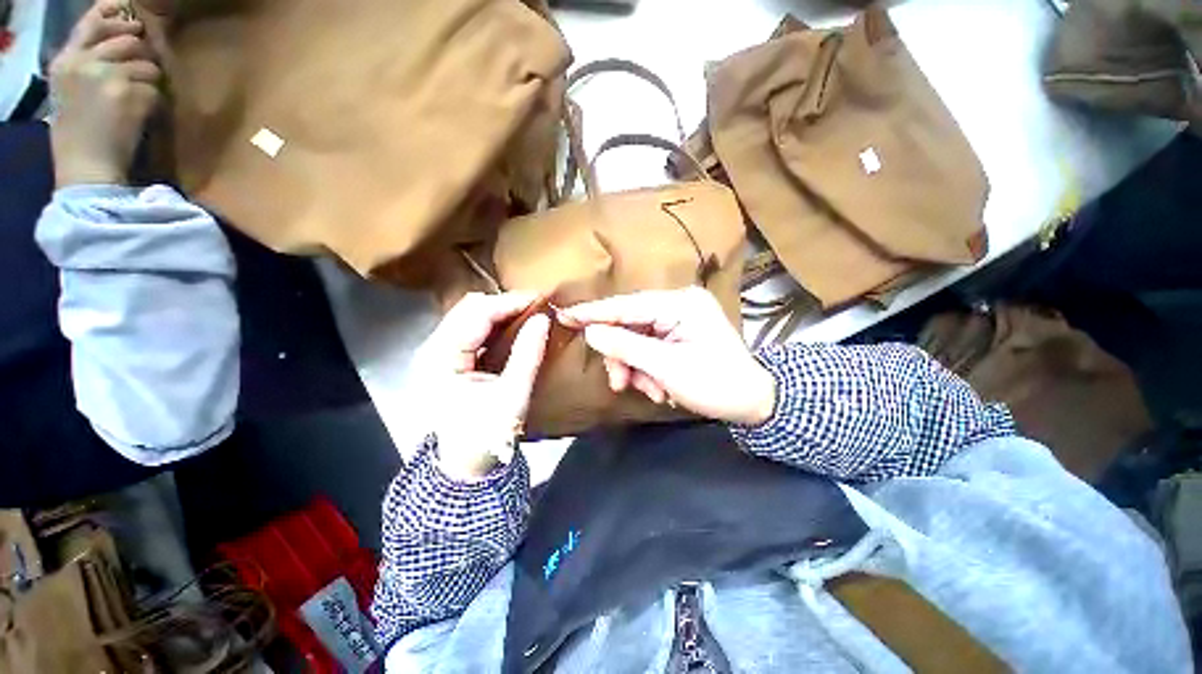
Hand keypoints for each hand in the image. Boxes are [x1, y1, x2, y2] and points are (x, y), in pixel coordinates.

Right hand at [49, 0, 161, 187]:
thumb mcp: (71, 89)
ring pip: (147, 66)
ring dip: (150, 84)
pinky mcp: (127, 94)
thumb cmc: (78, 134)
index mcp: (65, 60)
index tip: (134, 19)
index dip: (116, 16)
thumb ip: (89, 62)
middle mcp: (84, 61)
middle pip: (130, 41)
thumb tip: (124, 40)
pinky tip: (140, 119)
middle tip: (140, 78)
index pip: (92, 23)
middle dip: (143, 57)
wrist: (85, 168)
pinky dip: (155, 105)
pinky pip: (155, 92)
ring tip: (135, 105)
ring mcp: (106, 75)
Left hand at [416, 293, 549, 479]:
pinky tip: (513, 326)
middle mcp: (432, 348)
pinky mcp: (446, 359)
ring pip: (469, 316)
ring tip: (529, 313)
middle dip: (505, 303)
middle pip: (468, 309)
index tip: (540, 298)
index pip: (476, 314)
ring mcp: (437, 352)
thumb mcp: (513, 395)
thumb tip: (544, 319)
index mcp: (441, 358)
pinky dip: (494, 324)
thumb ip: (527, 354)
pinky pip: (471, 330)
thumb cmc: (486, 434)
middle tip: (537, 305)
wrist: (464, 465)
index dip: (509, 302)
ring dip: (500, 311)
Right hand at [561, 287, 775, 426]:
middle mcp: (678, 305)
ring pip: (636, 340)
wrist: (753, 403)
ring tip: (650, 392)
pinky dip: (646, 369)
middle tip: (619, 383)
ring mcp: (678, 320)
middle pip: (629, 325)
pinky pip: (648, 348)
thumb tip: (591, 332)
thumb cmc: (716, 384)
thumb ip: (626, 347)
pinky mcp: (677, 334)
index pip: (627, 305)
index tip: (564, 315)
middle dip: (623, 357)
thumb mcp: (667, 368)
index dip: (594, 312)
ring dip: (635, 368)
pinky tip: (658, 389)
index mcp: (681, 304)